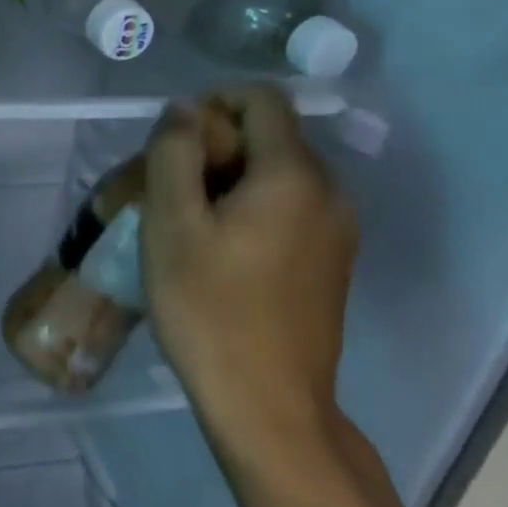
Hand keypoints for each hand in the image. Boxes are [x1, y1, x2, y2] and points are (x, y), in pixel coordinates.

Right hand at [140, 86, 357, 465]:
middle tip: (169, 189)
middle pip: (270, 135)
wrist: (269, 408)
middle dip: (216, 145)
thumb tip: (185, 109)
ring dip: (229, 178)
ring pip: (277, 172)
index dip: (213, 103)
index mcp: (294, 174)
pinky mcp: (332, 262)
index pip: (262, 98)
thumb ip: (174, 152)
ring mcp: (337, 230)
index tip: (174, 143)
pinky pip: (289, 207)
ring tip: (187, 222)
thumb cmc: (210, 309)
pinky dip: (251, 207)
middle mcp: (329, 192)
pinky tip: (219, 250)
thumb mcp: (171, 223)